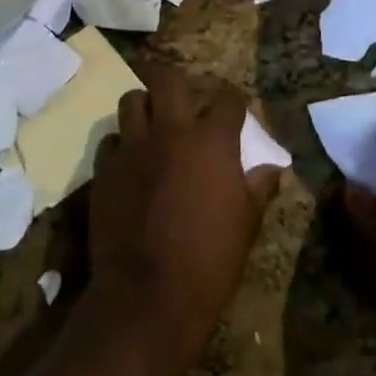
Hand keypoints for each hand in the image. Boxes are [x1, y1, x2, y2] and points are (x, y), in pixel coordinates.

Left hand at [86, 63, 280, 375]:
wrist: (147, 296)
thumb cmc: (210, 260)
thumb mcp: (247, 224)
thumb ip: (258, 187)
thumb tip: (271, 168)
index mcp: (211, 141)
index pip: (228, 99)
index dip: (235, 101)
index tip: (236, 109)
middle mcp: (170, 132)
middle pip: (168, 79)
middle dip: (179, 84)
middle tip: (185, 102)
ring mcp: (132, 148)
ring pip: (132, 101)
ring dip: (145, 107)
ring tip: (154, 126)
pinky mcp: (104, 170)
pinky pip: (111, 141)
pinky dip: (122, 145)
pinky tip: (131, 163)